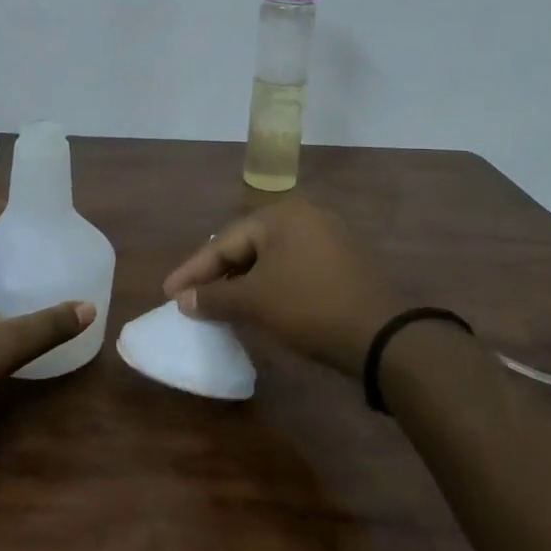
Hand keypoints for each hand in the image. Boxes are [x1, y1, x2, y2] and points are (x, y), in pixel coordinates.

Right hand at [161, 198, 400, 378]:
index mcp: (280, 215)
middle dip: (216, 274)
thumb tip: (183, 301)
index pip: (223, 242)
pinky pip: (291, 267)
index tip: (168, 293)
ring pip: (269, 258)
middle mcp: (304, 216)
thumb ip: (214, 298)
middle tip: (190, 297)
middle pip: (246, 246)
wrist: (382, 335)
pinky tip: (256, 304)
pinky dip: (269, 284)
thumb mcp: (255, 302)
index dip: (193, 270)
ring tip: (217, 303)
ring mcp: (326, 237)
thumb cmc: (309, 307)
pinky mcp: (341, 261)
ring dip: (242, 282)